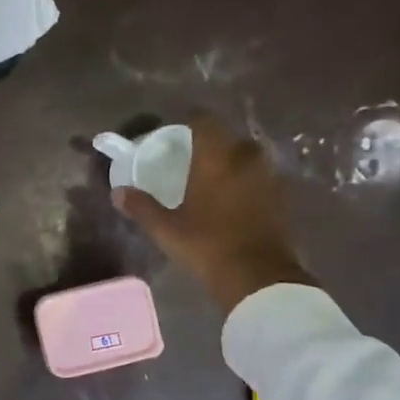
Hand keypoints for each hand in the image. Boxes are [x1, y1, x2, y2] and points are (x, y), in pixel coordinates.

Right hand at [113, 114, 314, 311]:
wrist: (259, 278)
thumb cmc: (207, 245)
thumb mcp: (166, 229)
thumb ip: (142, 207)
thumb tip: (118, 192)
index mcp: (217, 159)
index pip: (205, 122)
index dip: (190, 122)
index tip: (175, 132)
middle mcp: (246, 160)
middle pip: (230, 139)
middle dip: (214, 144)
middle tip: (194, 159)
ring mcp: (268, 180)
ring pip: (249, 159)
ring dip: (233, 164)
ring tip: (214, 180)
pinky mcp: (282, 200)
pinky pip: (261, 180)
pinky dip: (248, 184)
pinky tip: (233, 201)